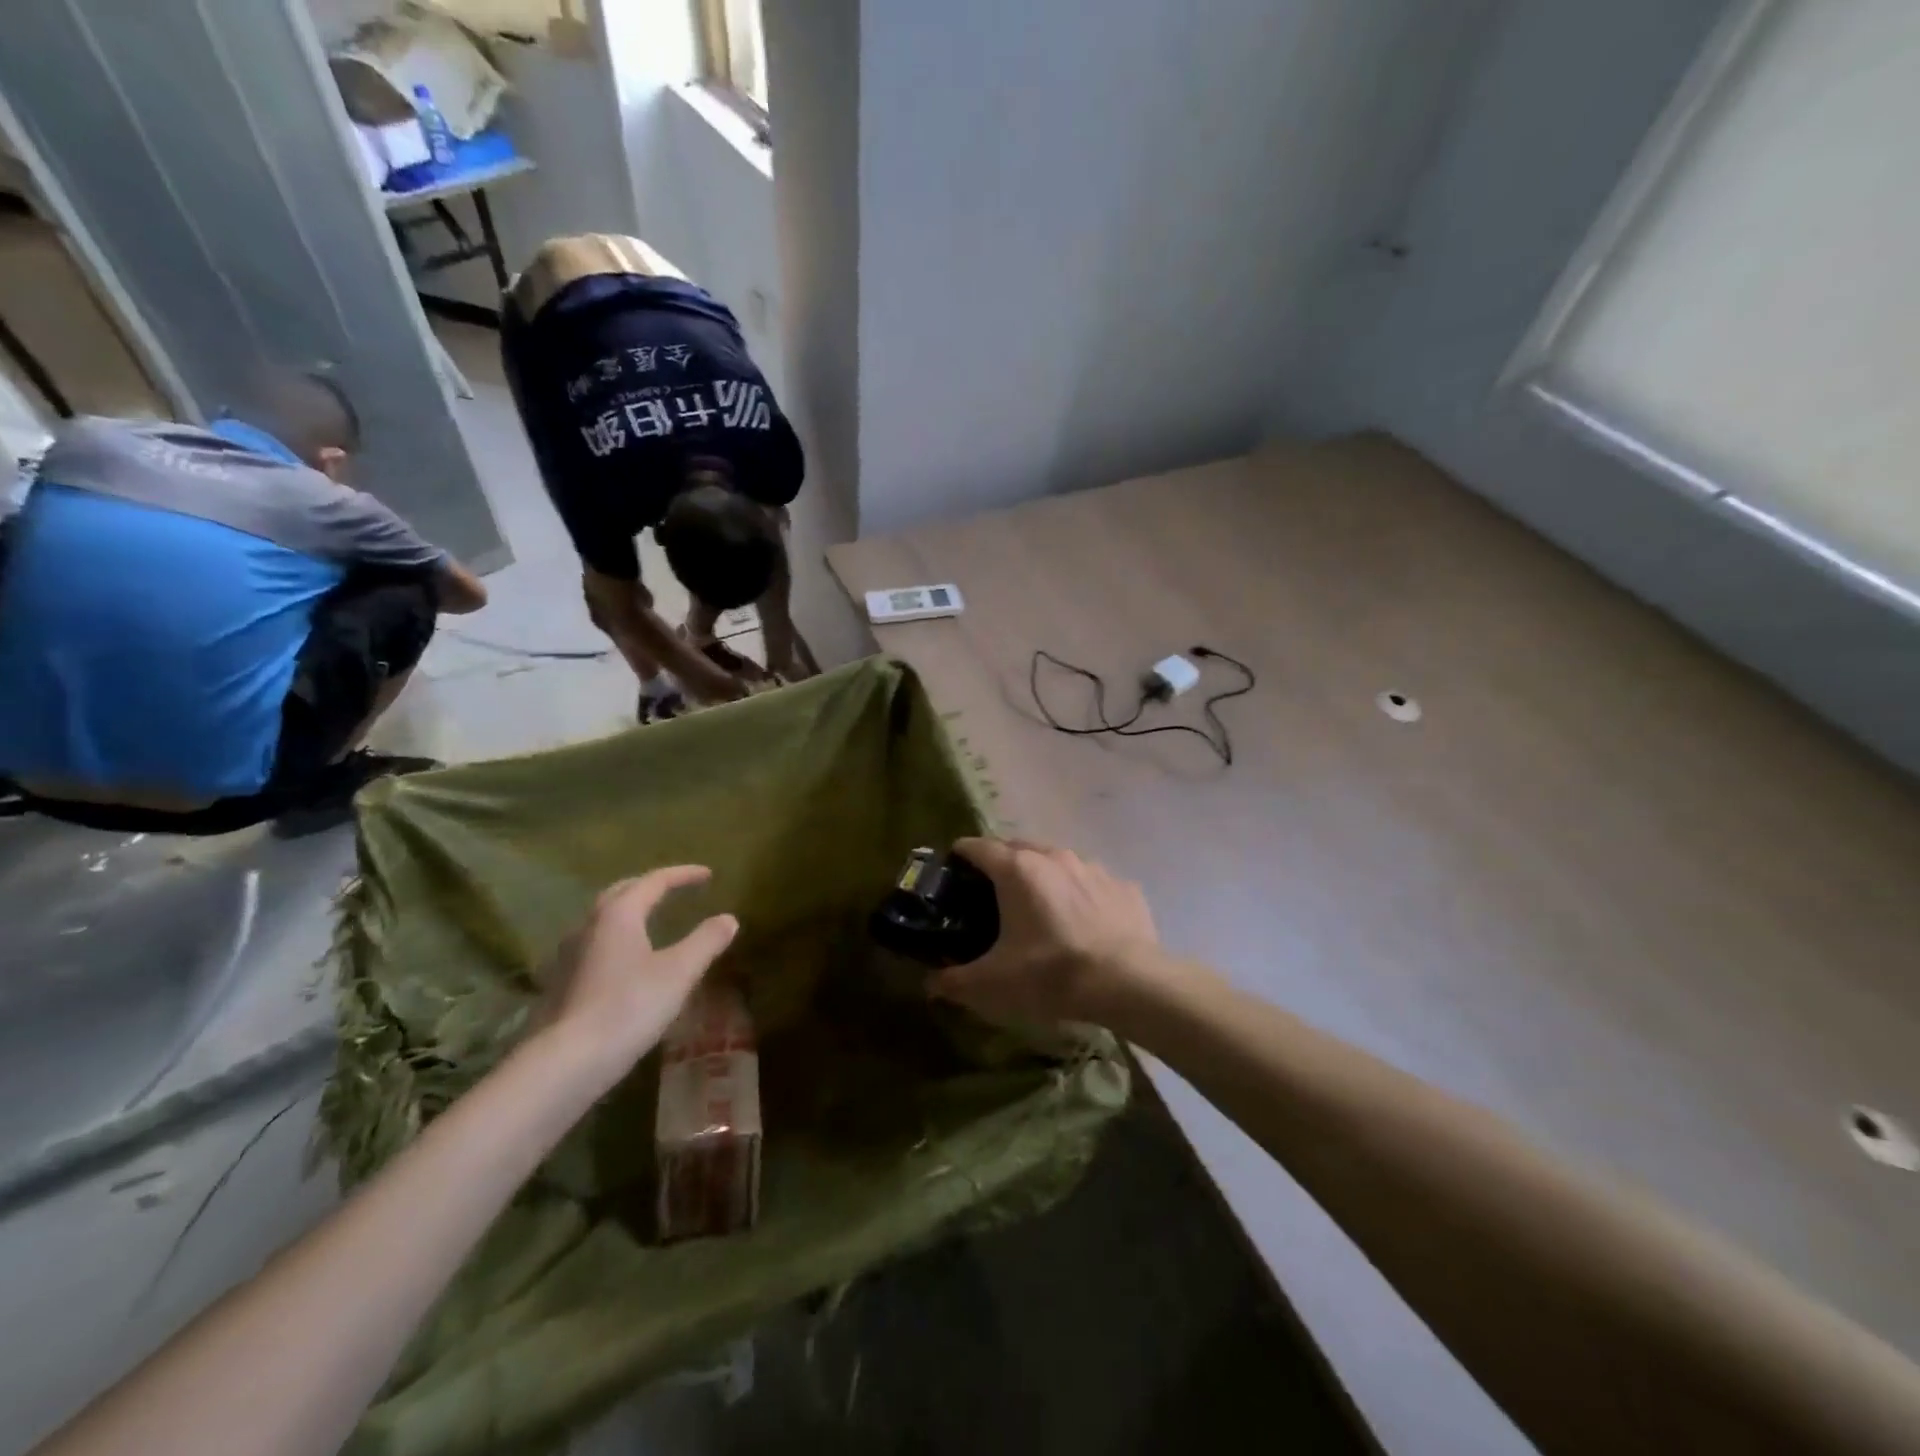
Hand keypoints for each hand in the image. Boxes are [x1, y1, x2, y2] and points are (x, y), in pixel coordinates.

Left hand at [537, 866, 737, 1068]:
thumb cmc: (628, 1007)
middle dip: (649, 886)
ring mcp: (568, 955)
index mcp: (619, 914)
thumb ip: (706, 941)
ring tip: (649, 921)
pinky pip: (592, 945)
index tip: (708, 875)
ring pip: (602, 919)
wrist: (565, 1062)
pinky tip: (622, 960)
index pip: (654, 881)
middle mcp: (588, 925)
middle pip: (621, 892)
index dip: (683, 875)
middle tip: (673, 889)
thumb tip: (729, 919)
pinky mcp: (559, 983)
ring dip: (628, 911)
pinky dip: (614, 939)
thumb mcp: (679, 973)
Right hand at [929, 838, 1160, 1026]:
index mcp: (1017, 869)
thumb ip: (955, 981)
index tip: (952, 871)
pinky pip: (1091, 883)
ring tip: (1039, 909)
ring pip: (1056, 862)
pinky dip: (1079, 895)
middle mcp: (1054, 856)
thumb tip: (930, 984)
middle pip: (1017, 848)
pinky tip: (1082, 924)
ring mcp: (1092, 867)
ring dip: (1042, 878)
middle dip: (1000, 865)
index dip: (959, 856)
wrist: (1128, 982)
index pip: (977, 846)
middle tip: (991, 896)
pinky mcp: (1123, 886)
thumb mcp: (994, 983)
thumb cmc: (1051, 974)